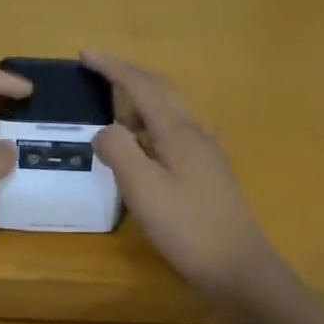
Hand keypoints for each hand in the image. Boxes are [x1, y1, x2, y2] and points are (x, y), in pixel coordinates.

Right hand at [84, 51, 280, 296]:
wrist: (238, 269)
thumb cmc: (187, 227)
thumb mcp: (142, 189)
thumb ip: (119, 150)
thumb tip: (105, 130)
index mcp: (178, 131)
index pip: (141, 85)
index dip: (112, 67)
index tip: (85, 55)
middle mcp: (195, 132)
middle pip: (160, 90)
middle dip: (128, 75)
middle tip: (96, 70)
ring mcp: (205, 152)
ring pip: (168, 111)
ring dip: (139, 100)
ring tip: (111, 110)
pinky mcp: (207, 172)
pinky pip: (173, 132)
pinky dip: (150, 126)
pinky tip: (141, 147)